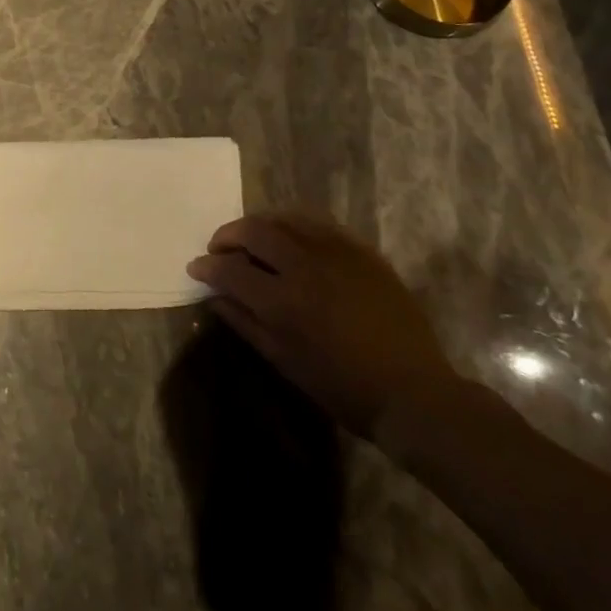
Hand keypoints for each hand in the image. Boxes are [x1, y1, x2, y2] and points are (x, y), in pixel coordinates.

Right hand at [186, 212, 457, 437]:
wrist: (413, 392)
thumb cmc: (343, 388)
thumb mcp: (286, 362)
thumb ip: (246, 323)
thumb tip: (215, 297)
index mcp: (283, 302)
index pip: (230, 269)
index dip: (207, 266)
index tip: (197, 267)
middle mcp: (305, 266)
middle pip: (254, 230)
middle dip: (228, 235)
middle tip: (220, 248)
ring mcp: (336, 253)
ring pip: (285, 218)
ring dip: (260, 225)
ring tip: (252, 239)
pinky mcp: (361, 251)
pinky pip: (319, 223)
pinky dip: (294, 225)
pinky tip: (291, 238)